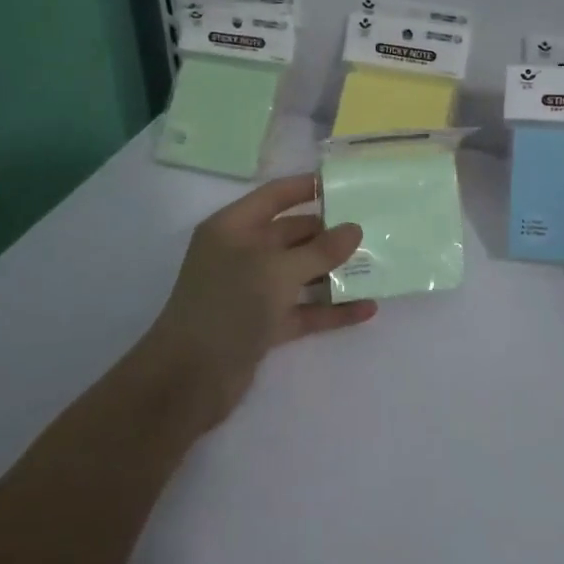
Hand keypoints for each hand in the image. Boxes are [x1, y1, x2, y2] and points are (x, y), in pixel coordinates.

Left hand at [133, 174, 377, 432]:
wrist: (188, 380)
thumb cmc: (228, 306)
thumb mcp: (278, 270)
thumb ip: (320, 250)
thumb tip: (354, 228)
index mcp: (234, 228)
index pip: (275, 196)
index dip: (307, 187)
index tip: (346, 183)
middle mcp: (241, 254)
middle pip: (291, 234)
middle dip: (329, 233)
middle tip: (373, 228)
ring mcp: (251, 290)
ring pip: (299, 273)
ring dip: (333, 271)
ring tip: (376, 265)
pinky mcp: (262, 325)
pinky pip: (302, 309)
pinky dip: (330, 309)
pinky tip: (366, 309)